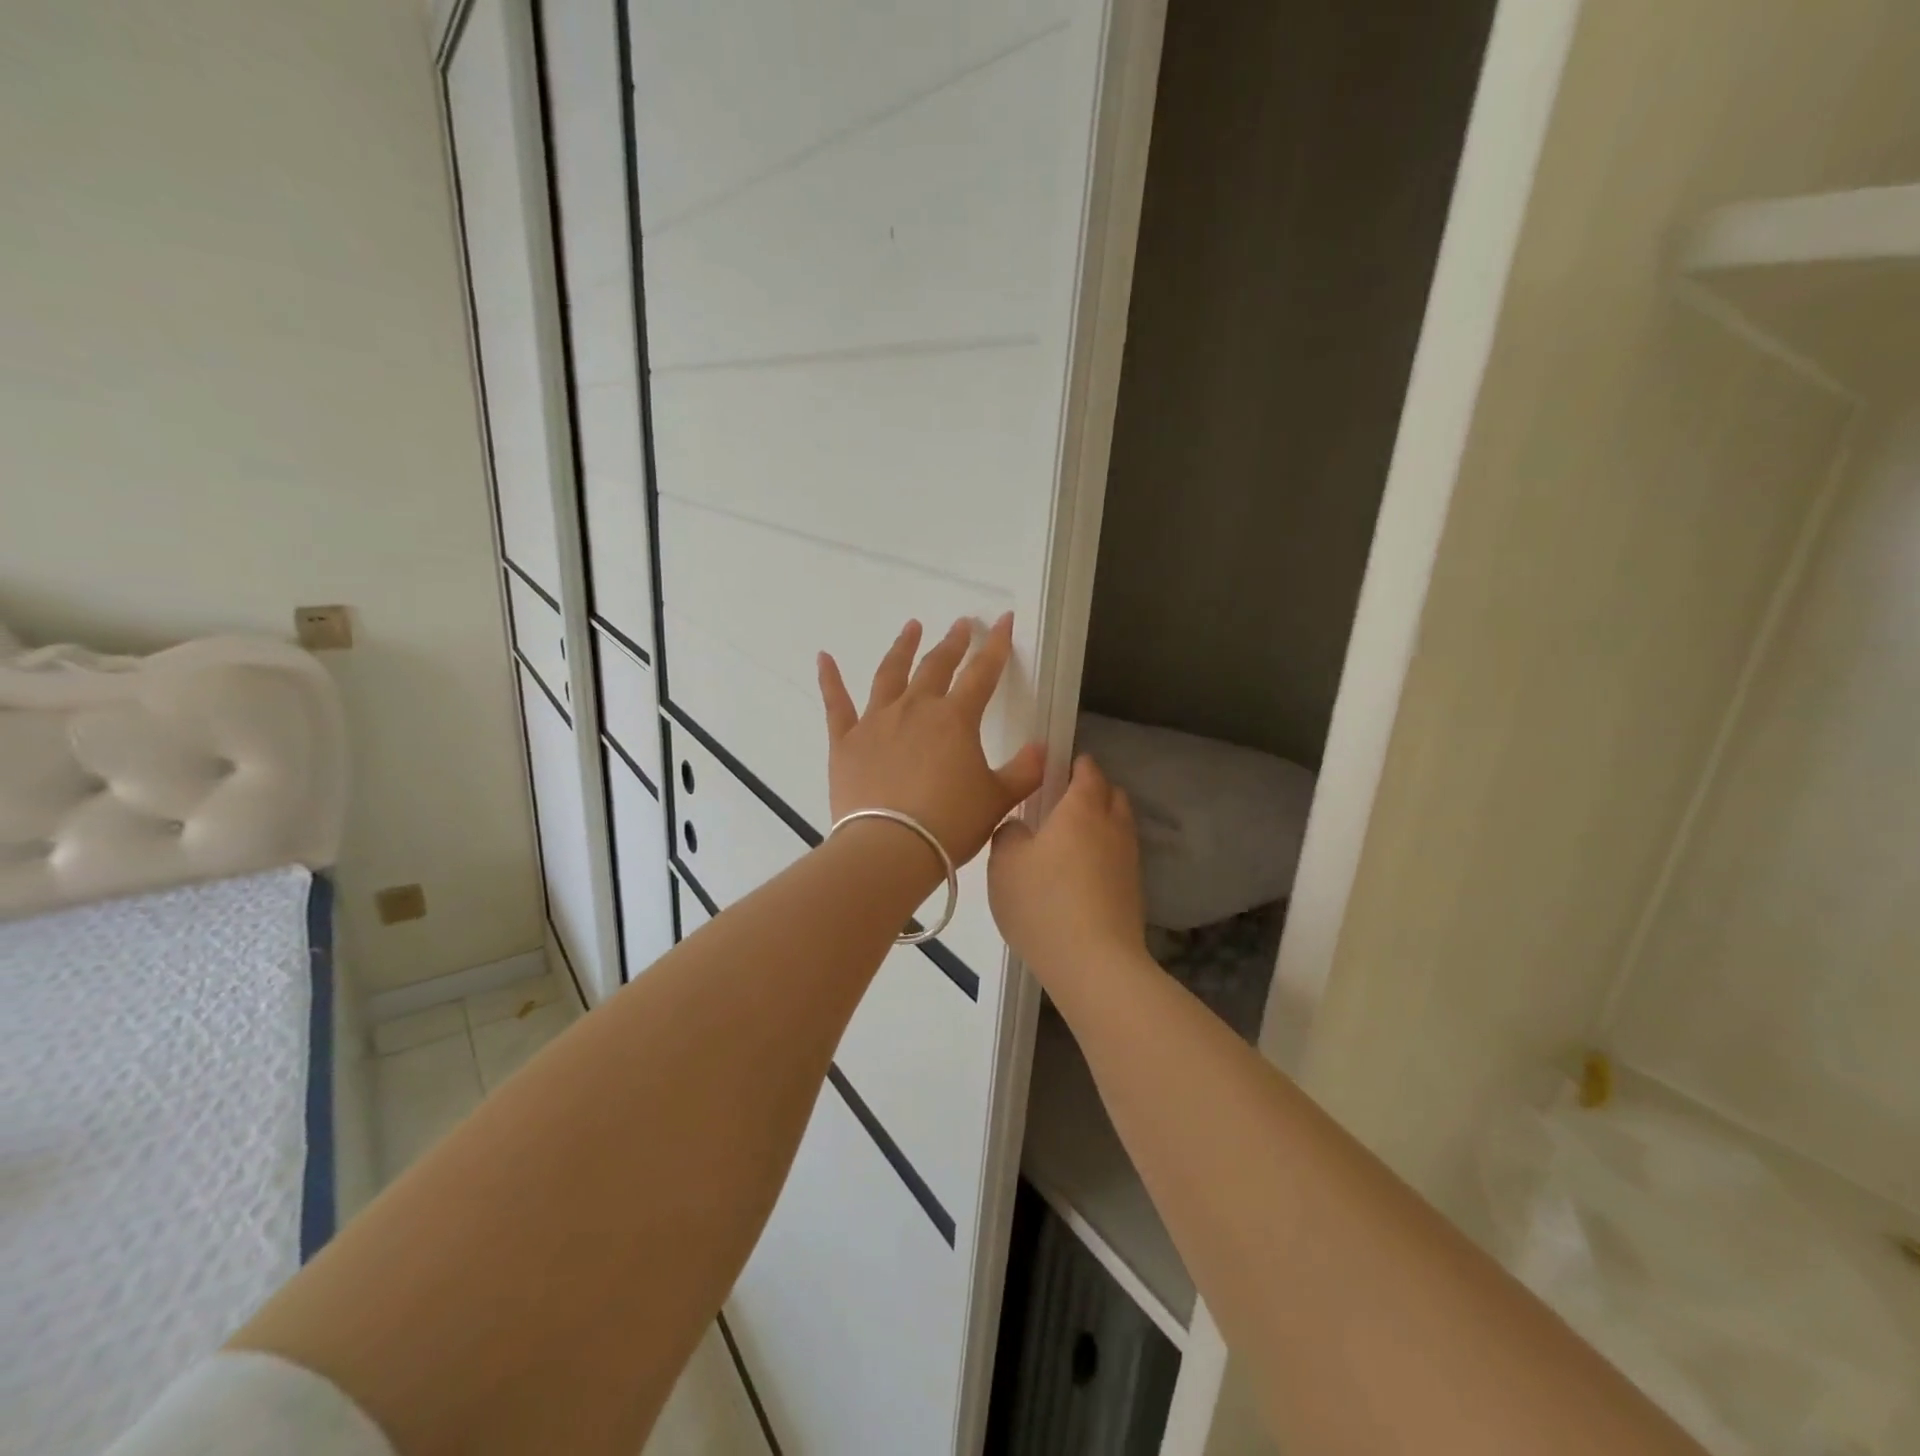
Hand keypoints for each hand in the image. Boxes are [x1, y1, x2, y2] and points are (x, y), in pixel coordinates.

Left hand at [817, 614, 1045, 865]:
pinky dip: (829, 679)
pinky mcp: (846, 742)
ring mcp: (876, 722)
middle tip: (961, 625)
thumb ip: (1025, 772)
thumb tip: (1042, 749)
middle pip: (936, 666)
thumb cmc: (950, 824)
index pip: (982, 673)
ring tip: (911, 627)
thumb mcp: (998, 800)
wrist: (890, 848)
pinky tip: (823, 658)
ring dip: (902, 648)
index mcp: (955, 719)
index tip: (1003, 619)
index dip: (996, 645)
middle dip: (952, 643)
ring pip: (890, 674)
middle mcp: (915, 709)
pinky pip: (836, 704)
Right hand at [988, 754, 1146, 983]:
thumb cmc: (1043, 902)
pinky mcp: (1134, 892)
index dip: (1076, 765)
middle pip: (1112, 795)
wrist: (1094, 962)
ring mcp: (1128, 860)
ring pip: (1119, 827)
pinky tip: (1081, 875)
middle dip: (1093, 791)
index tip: (1058, 768)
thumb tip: (1020, 828)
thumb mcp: (1004, 863)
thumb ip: (1009, 834)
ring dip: (1101, 825)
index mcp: (1081, 808)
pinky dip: (1104, 855)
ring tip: (1070, 841)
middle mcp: (1112, 826)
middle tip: (1062, 803)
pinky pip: (1119, 858)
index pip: (1087, 771)